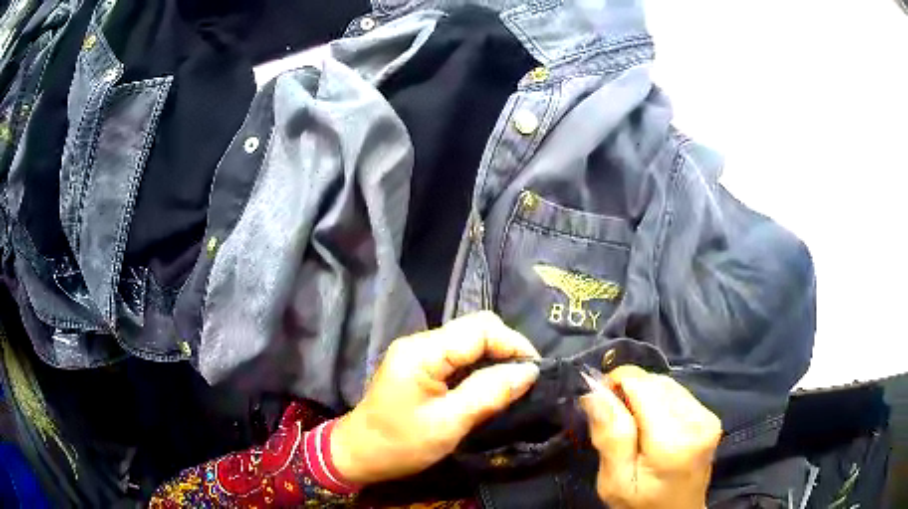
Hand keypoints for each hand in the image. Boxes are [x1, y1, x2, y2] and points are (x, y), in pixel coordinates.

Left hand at [331, 311, 540, 484]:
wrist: (358, 454)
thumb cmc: (399, 444)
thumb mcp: (448, 424)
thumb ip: (489, 394)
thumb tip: (529, 371)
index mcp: (423, 352)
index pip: (480, 329)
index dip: (514, 344)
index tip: (535, 371)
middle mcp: (420, 342)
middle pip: (475, 328)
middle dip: (506, 348)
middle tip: (525, 379)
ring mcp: (418, 352)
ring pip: (468, 340)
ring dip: (494, 358)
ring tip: (512, 384)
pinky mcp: (419, 365)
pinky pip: (458, 355)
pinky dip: (479, 366)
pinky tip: (488, 386)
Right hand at [580, 366, 721, 508]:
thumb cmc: (641, 505)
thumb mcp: (615, 482)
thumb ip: (610, 437)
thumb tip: (595, 392)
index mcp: (673, 440)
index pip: (643, 385)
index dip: (616, 384)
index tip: (598, 404)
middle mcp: (698, 420)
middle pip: (655, 382)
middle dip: (629, 392)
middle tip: (612, 422)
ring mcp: (708, 417)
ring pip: (667, 384)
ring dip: (644, 396)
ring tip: (632, 426)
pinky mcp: (710, 416)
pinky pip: (678, 393)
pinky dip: (659, 401)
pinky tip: (651, 425)